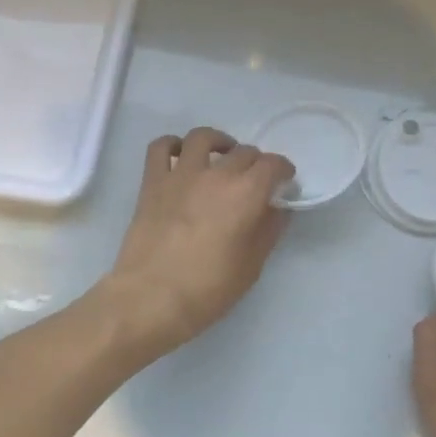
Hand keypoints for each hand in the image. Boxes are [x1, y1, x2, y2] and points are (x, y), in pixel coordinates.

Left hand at [102, 127, 295, 362]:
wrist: (151, 298)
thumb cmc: (208, 289)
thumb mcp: (252, 266)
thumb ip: (269, 230)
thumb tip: (277, 208)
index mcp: (246, 193)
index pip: (273, 165)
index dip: (283, 170)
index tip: (284, 182)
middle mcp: (216, 174)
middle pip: (243, 152)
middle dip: (256, 162)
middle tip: (255, 181)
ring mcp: (181, 175)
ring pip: (203, 138)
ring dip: (218, 142)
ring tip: (221, 156)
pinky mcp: (153, 182)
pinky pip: (160, 148)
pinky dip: (172, 145)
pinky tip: (180, 157)